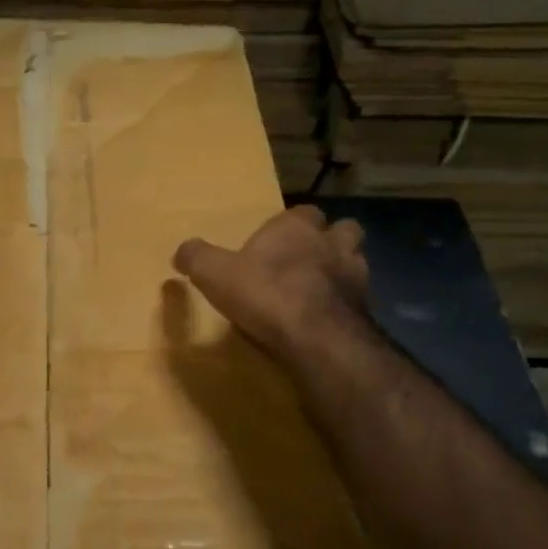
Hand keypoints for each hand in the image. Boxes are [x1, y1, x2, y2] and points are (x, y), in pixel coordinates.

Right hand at [172, 206, 375, 365]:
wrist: (316, 336)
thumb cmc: (265, 293)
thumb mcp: (215, 273)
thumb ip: (197, 257)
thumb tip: (180, 250)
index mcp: (297, 226)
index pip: (303, 212)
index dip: (291, 225)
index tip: (276, 242)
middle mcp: (332, 242)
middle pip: (342, 229)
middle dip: (329, 240)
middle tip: (308, 259)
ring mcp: (356, 274)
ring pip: (356, 260)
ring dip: (342, 270)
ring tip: (322, 288)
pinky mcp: (366, 307)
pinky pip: (358, 298)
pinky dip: (346, 303)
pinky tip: (328, 317)